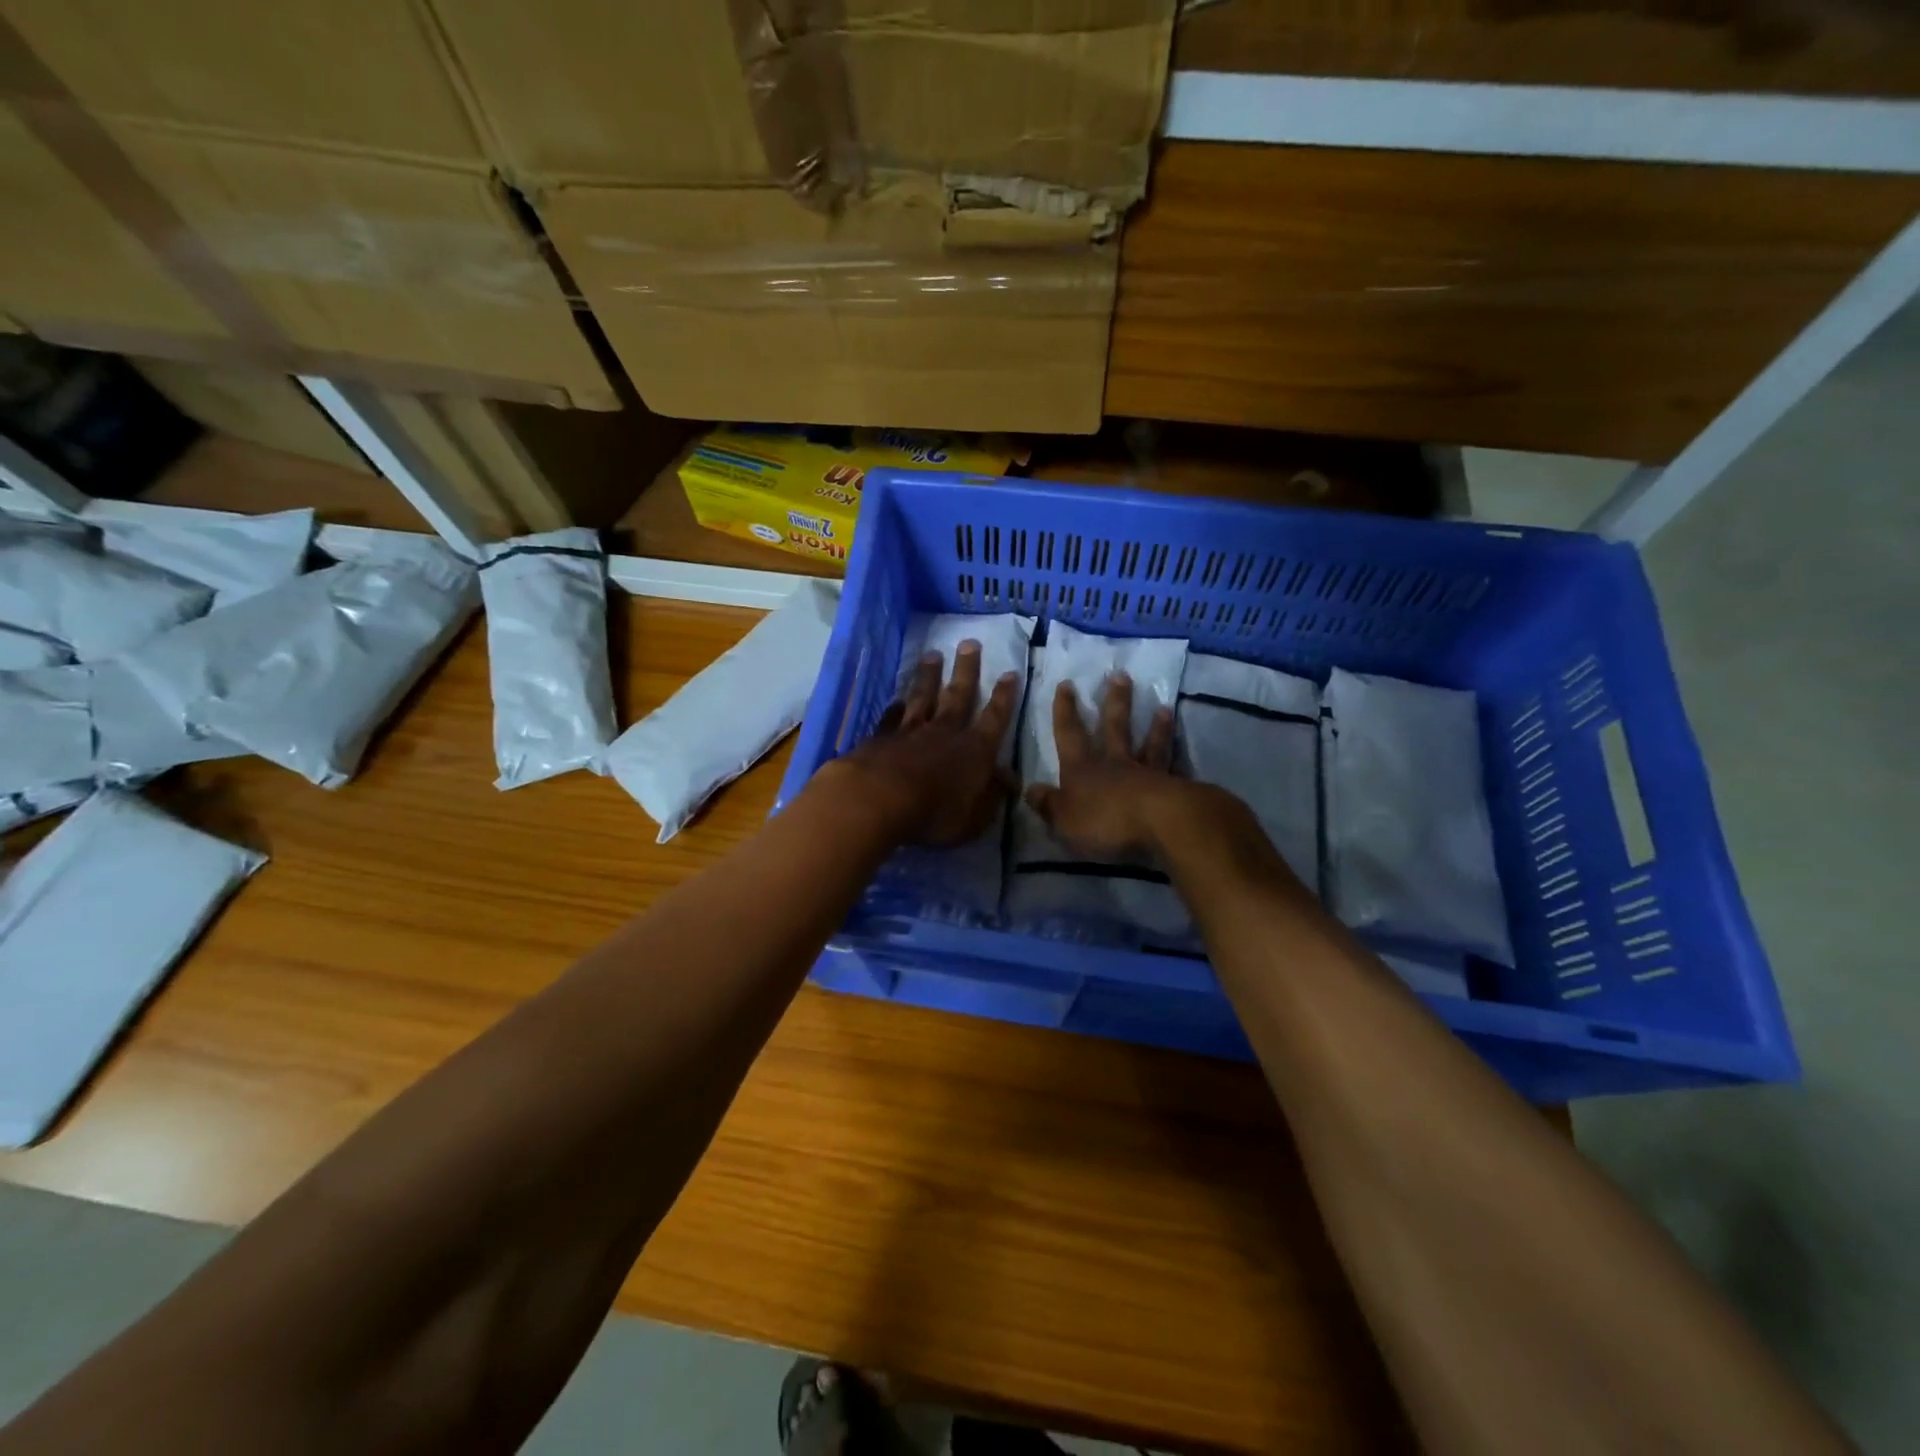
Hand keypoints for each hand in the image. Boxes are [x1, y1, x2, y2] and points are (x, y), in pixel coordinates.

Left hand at [832, 641, 1020, 847]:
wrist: (879, 800)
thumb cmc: (936, 814)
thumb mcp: (975, 817)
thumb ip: (992, 796)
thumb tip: (1009, 779)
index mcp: (974, 751)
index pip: (995, 718)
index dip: (1004, 698)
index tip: (1010, 673)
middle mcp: (945, 733)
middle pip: (958, 695)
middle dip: (966, 670)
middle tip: (969, 643)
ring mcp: (911, 732)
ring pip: (923, 697)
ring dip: (929, 676)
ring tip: (932, 654)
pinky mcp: (882, 739)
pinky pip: (891, 718)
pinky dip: (895, 707)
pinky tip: (896, 699)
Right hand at [1023, 672, 1181, 857]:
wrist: (1159, 823)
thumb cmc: (1105, 820)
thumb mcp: (1064, 819)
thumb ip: (1048, 804)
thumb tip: (1029, 789)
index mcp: (1082, 770)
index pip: (1069, 735)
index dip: (1065, 711)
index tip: (1066, 684)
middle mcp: (1114, 764)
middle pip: (1114, 728)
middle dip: (1114, 702)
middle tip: (1120, 675)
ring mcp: (1146, 774)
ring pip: (1148, 744)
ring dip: (1154, 726)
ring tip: (1163, 706)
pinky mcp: (1172, 788)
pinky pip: (1172, 767)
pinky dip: (1177, 757)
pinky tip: (1183, 749)